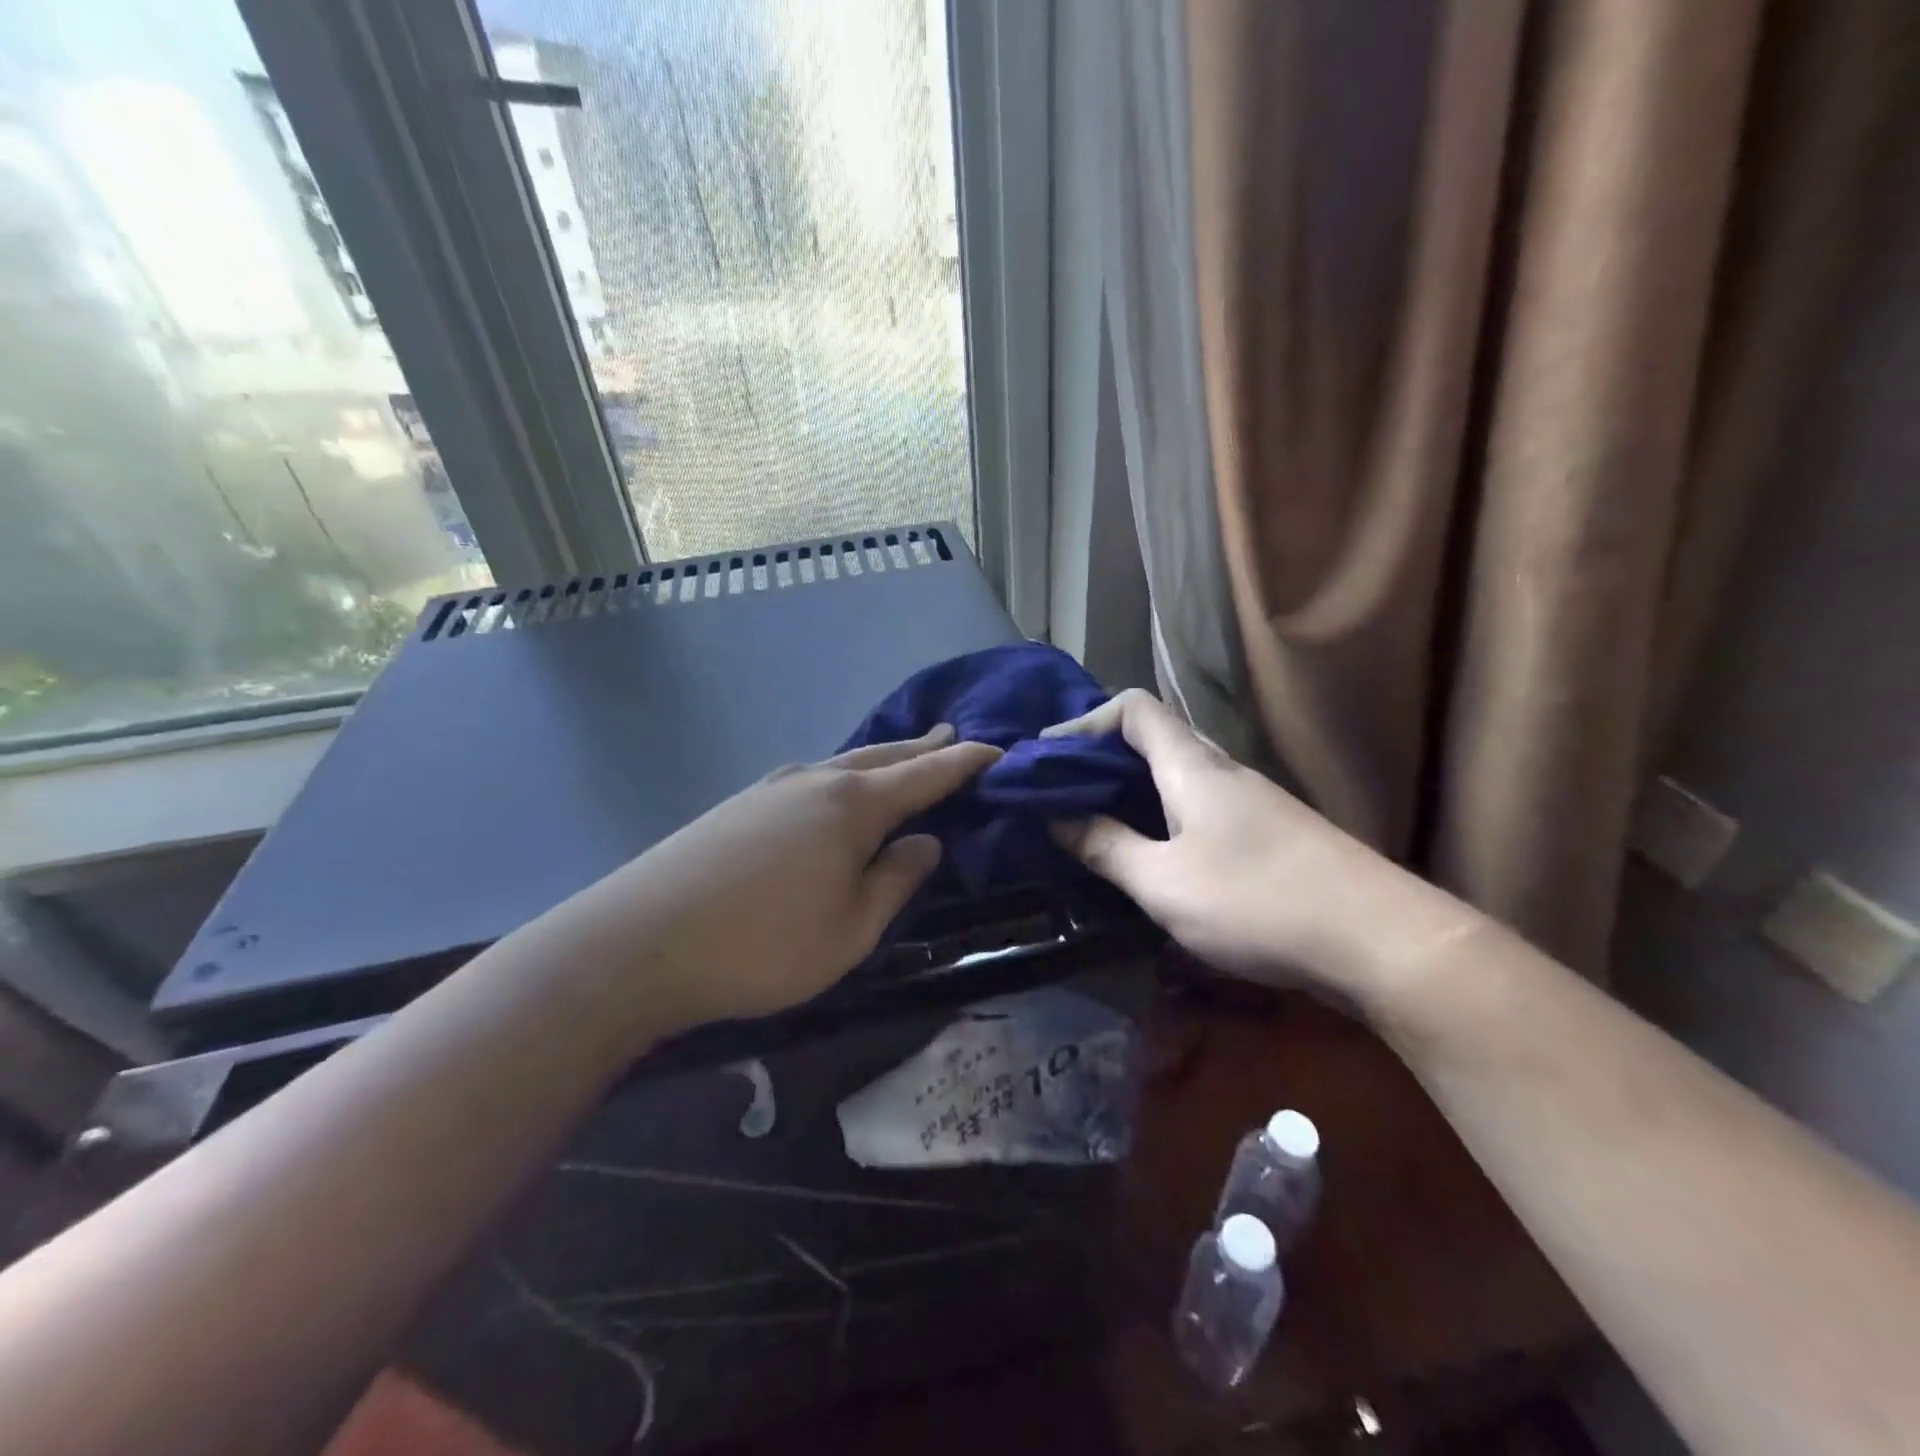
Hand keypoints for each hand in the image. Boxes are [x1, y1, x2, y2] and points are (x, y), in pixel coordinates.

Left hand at [555, 726, 1000, 1032]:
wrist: (640, 943)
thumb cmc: (763, 945)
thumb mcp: (851, 929)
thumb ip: (896, 880)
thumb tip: (925, 841)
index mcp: (853, 805)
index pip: (926, 775)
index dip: (964, 762)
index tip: (996, 750)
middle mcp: (816, 780)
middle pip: (883, 757)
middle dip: (923, 748)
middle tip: (953, 736)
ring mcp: (772, 787)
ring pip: (844, 762)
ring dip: (882, 759)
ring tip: (905, 755)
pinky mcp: (740, 804)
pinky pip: (812, 777)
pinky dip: (843, 774)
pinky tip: (837, 787)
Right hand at [1046, 690, 1450, 1001]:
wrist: (1382, 941)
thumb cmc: (1259, 902)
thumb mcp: (1165, 884)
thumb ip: (1106, 848)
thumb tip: (1057, 817)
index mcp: (1192, 767)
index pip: (1133, 708)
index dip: (1084, 721)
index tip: (1046, 758)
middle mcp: (1222, 770)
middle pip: (1152, 738)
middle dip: (1098, 758)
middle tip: (1056, 793)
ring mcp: (1250, 802)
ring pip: (1175, 775)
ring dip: (1128, 790)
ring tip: (1089, 822)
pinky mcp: (1267, 833)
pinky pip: (1196, 806)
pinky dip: (1158, 815)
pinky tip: (1148, 853)